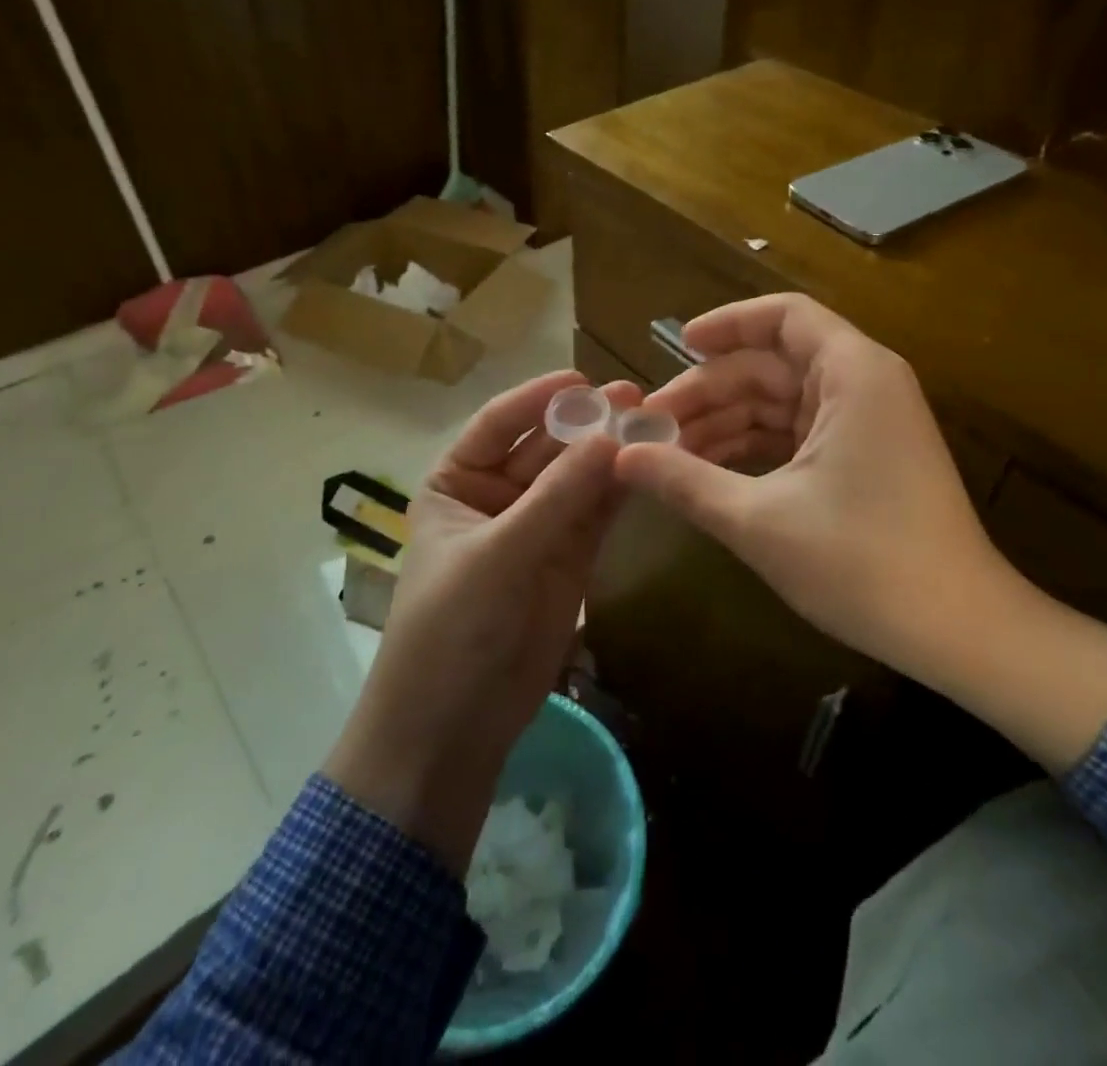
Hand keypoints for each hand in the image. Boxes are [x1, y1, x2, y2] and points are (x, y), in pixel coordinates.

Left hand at [326, 370, 638, 874]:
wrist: (454, 727)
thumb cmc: (452, 629)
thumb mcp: (499, 555)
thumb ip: (558, 497)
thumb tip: (613, 435)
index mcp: (456, 481)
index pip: (500, 423)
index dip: (541, 398)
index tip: (586, 378)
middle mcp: (496, 495)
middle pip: (547, 447)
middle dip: (587, 424)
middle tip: (636, 398)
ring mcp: (537, 527)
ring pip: (578, 478)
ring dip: (610, 453)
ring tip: (654, 423)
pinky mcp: (570, 558)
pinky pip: (596, 513)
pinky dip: (620, 491)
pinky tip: (650, 466)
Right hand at [616, 295, 1106, 772]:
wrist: (958, 631)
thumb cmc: (861, 563)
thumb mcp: (759, 520)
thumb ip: (685, 481)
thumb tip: (620, 457)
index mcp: (852, 373)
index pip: (783, 316)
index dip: (726, 325)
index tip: (675, 348)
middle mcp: (864, 384)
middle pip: (772, 364)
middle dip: (709, 392)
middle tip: (649, 429)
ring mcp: (867, 422)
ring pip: (781, 403)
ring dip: (725, 424)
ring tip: (667, 457)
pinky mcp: (865, 457)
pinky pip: (797, 433)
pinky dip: (754, 448)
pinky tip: (709, 473)